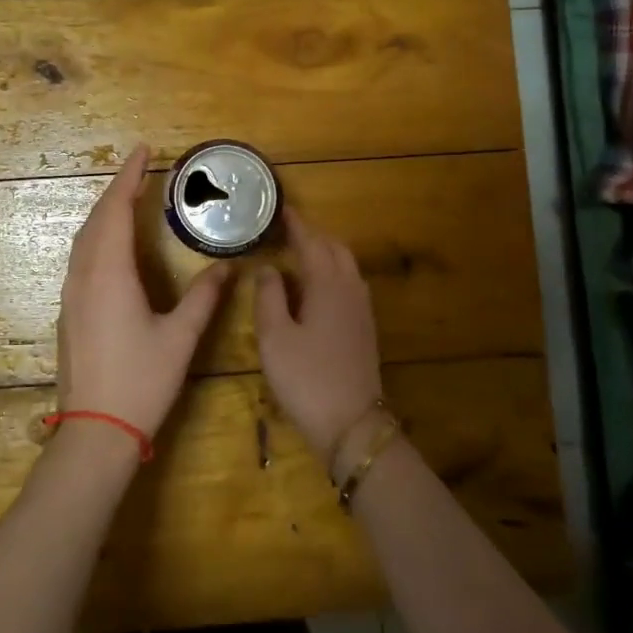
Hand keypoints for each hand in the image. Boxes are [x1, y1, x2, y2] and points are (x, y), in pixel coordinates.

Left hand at [57, 144, 231, 440]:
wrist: (95, 430)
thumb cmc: (141, 382)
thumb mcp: (180, 338)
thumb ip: (203, 298)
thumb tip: (226, 268)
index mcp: (110, 275)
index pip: (115, 211)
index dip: (128, 178)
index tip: (142, 151)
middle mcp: (84, 277)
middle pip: (95, 219)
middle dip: (116, 189)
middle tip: (139, 170)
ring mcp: (71, 295)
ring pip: (83, 239)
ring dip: (104, 212)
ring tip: (127, 198)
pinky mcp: (69, 311)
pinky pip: (80, 258)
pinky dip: (96, 236)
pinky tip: (111, 245)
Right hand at [254, 211, 385, 468]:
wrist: (352, 424)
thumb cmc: (306, 377)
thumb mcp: (274, 337)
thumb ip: (268, 297)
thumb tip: (268, 268)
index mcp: (327, 284)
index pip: (312, 242)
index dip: (296, 224)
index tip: (280, 209)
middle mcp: (350, 289)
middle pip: (335, 248)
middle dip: (313, 235)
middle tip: (286, 231)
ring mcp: (362, 310)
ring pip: (346, 266)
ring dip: (325, 253)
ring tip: (299, 254)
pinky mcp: (365, 328)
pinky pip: (350, 284)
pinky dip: (333, 272)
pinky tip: (317, 288)